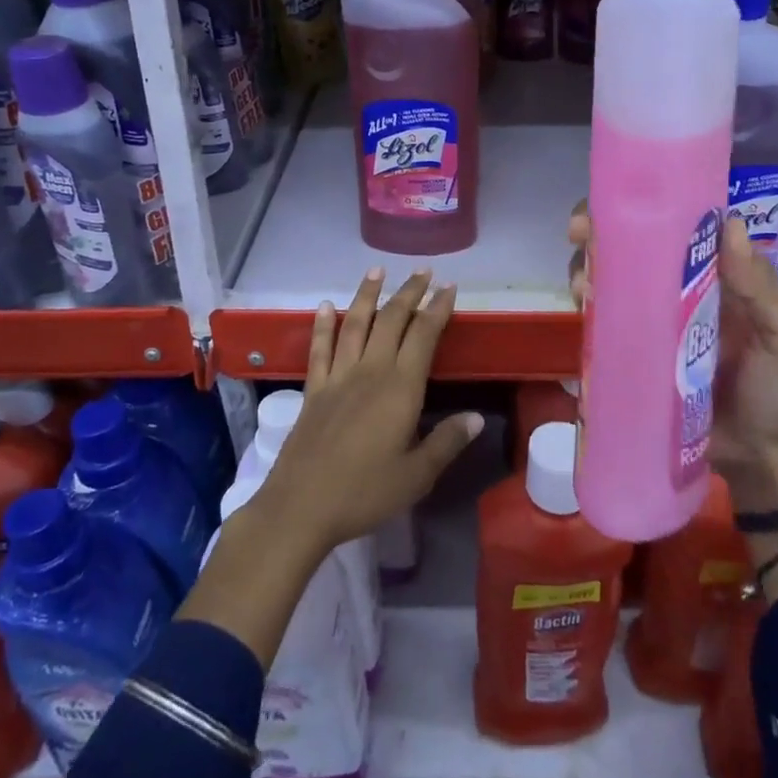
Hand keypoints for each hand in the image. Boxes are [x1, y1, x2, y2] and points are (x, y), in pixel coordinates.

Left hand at [249, 268, 481, 557]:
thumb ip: (447, 441)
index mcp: (400, 388)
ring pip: (355, 324)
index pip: (423, 336)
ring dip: (367, 295)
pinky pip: (320, 349)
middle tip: (423, 271)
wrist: (301, 507)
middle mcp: (370, 372)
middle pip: (391, 320)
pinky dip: (323, 325)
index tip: (449, 287)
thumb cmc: (365, 493)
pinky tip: (326, 306)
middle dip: (409, 292)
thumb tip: (477, 417)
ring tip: (377, 271)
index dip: (437, 308)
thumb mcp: (417, 475)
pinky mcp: (313, 390)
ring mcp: (338, 377)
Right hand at [568, 205, 777, 512]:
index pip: (680, 222)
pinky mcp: (635, 351)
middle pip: (634, 245)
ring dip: (589, 269)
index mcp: (719, 271)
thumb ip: (764, 287)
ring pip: (613, 278)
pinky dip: (588, 309)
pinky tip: (579, 309)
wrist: (764, 458)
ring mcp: (654, 318)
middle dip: (601, 232)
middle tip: (580, 236)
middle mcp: (681, 285)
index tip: (617, 203)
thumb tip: (729, 224)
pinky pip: (606, 321)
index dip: (647, 206)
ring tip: (582, 285)